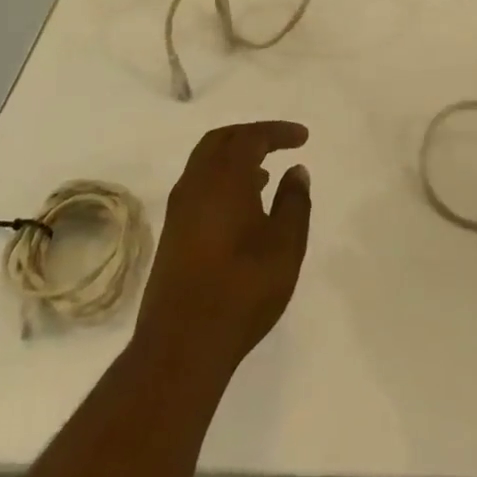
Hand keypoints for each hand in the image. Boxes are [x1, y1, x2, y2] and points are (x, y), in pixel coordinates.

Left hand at [133, 122, 311, 381]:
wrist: (182, 345)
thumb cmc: (242, 288)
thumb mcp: (285, 245)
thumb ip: (294, 201)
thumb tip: (296, 171)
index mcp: (224, 177)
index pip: (252, 137)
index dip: (278, 132)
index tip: (303, 137)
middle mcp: (196, 183)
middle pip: (221, 140)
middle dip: (252, 135)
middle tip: (279, 143)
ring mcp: (179, 209)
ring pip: (206, 164)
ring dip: (235, 158)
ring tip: (266, 173)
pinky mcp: (173, 234)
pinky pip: (199, 186)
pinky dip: (222, 180)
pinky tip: (243, 206)